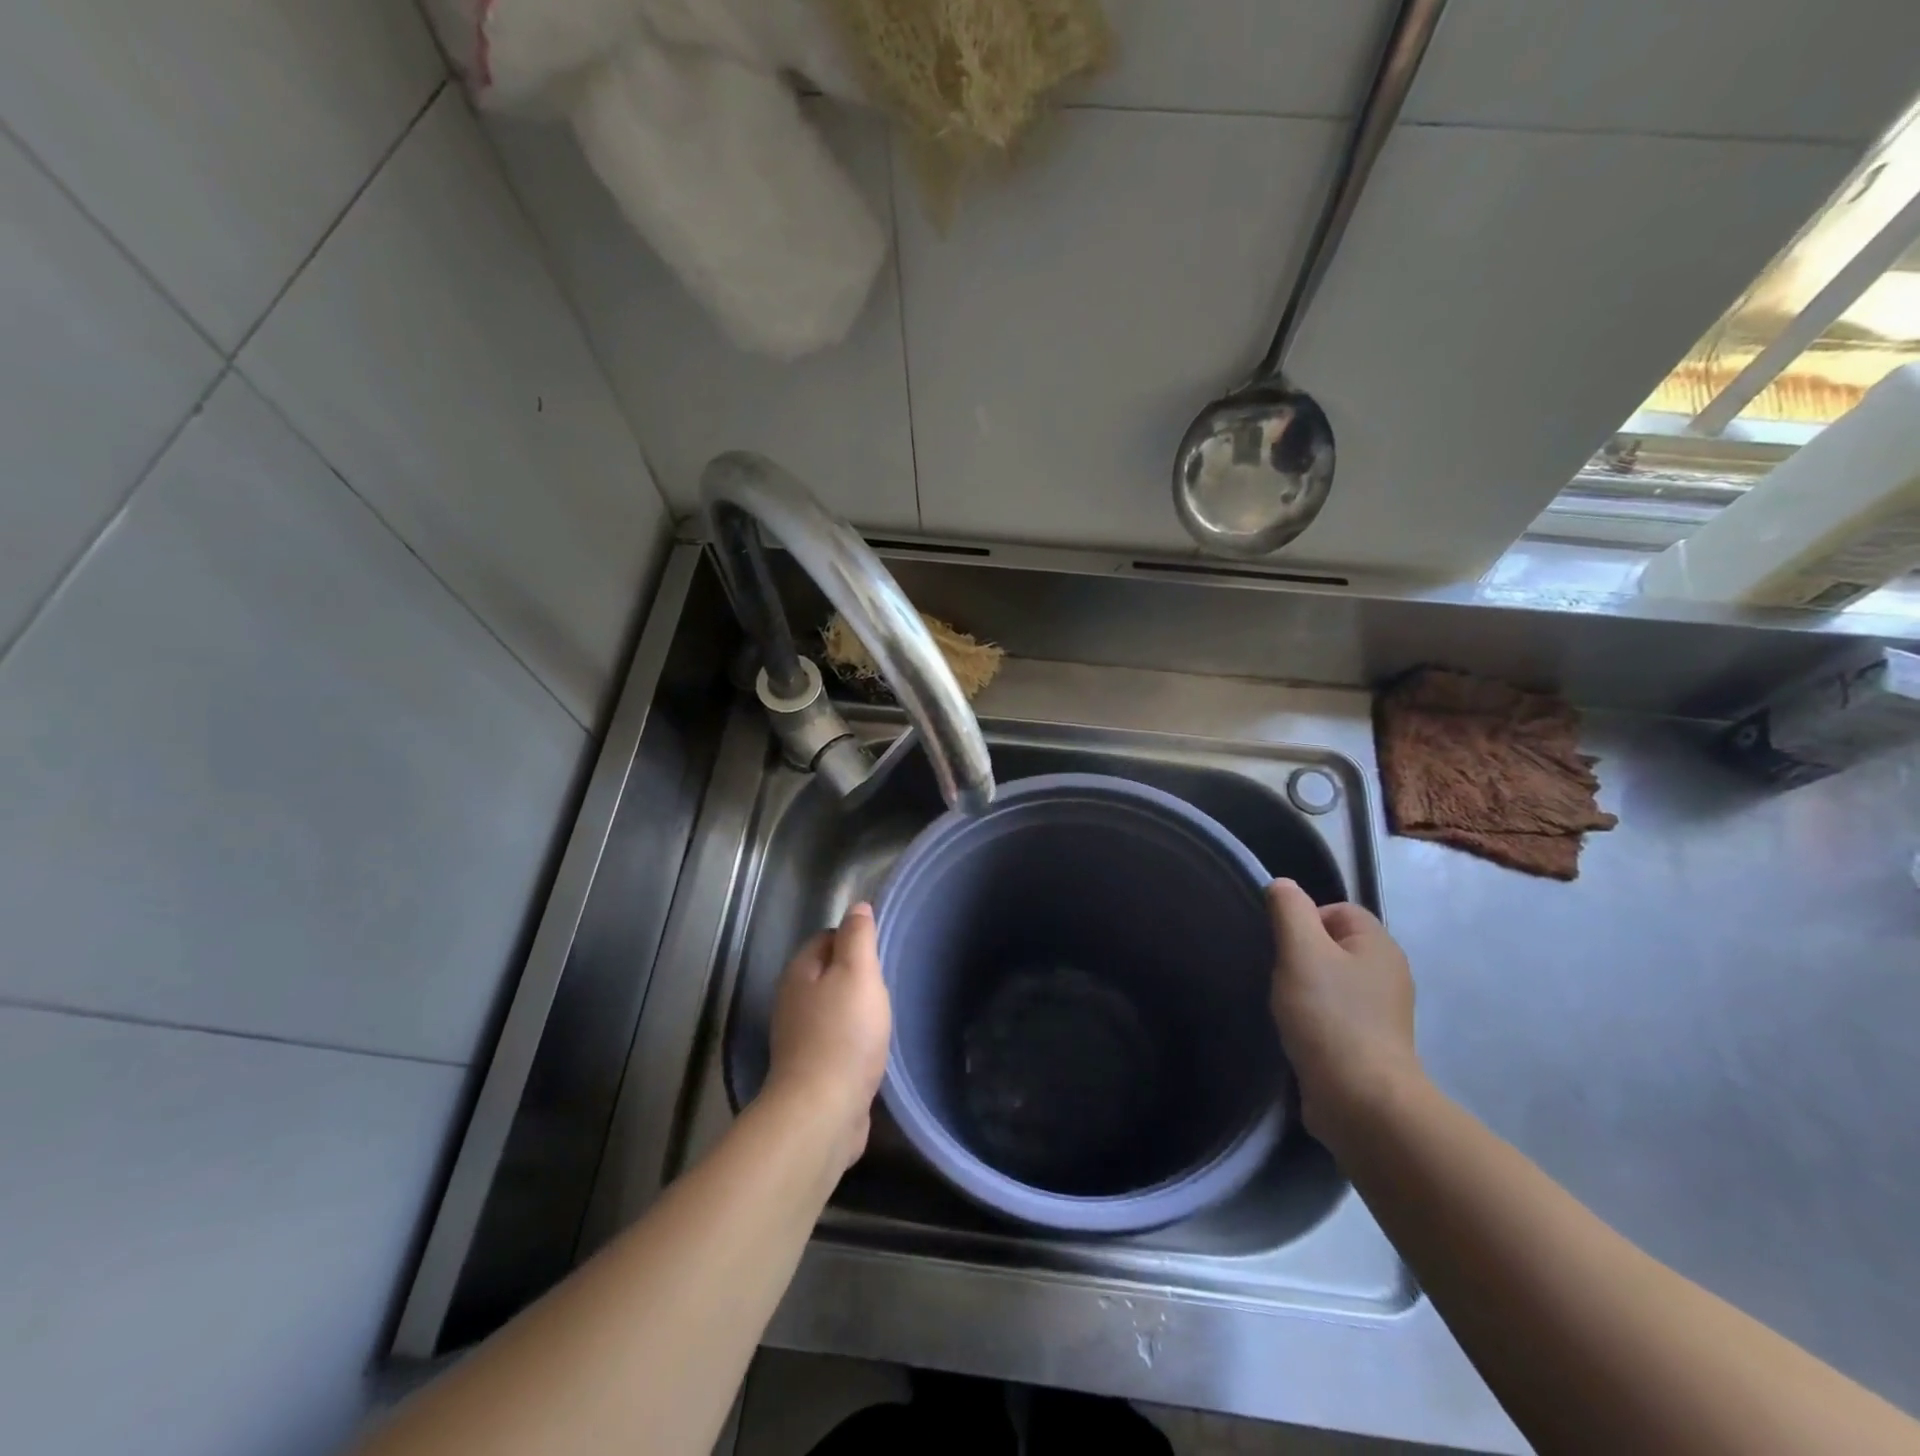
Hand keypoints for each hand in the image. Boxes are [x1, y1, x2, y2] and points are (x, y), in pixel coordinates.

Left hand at [764, 902, 891, 1170]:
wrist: (822, 1112)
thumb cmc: (844, 1034)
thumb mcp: (858, 974)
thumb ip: (858, 937)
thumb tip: (857, 907)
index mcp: (799, 971)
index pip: (827, 937)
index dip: (855, 938)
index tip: (882, 950)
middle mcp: (792, 1000)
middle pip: (827, 973)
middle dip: (856, 975)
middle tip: (887, 983)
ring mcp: (798, 1037)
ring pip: (831, 1008)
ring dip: (855, 1009)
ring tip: (884, 1015)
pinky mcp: (810, 1069)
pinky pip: (835, 1040)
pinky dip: (853, 1039)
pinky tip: (872, 1048)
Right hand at [1267, 879, 1423, 1149]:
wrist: (1361, 1101)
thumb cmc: (1329, 1016)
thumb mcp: (1301, 950)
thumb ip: (1289, 910)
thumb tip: (1282, 885)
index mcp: (1379, 945)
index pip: (1337, 910)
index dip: (1304, 920)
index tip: (1282, 948)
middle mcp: (1389, 974)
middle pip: (1333, 945)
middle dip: (1302, 956)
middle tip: (1281, 977)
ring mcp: (1383, 1013)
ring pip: (1333, 982)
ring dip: (1306, 990)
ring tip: (1287, 1008)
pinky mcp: (1372, 1046)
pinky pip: (1336, 1015)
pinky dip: (1316, 1019)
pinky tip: (1300, 1034)